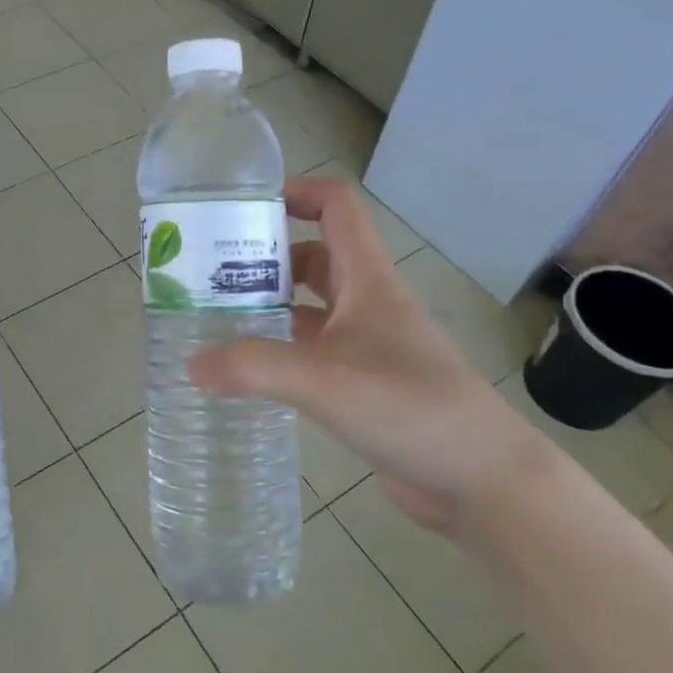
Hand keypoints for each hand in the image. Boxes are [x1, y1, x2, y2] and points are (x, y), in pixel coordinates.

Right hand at [188, 178, 547, 533]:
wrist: (481, 480)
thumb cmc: (409, 406)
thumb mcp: (323, 380)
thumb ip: (253, 367)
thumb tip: (191, 364)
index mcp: (368, 280)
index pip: (336, 207)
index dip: (295, 193)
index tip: (244, 208)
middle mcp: (369, 304)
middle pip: (315, 257)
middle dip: (266, 258)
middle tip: (211, 273)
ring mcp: (370, 347)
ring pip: (313, 308)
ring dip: (272, 307)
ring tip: (218, 319)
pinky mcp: (366, 386)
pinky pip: (315, 354)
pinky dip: (283, 352)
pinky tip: (250, 372)